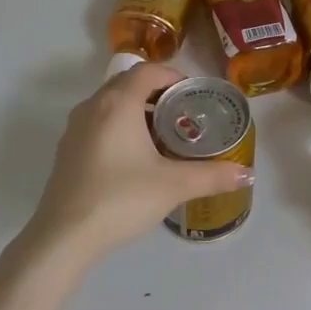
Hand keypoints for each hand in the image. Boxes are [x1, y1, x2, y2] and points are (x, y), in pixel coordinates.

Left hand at [28, 63, 254, 261]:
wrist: (64, 238)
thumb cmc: (121, 199)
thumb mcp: (173, 185)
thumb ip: (212, 176)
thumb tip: (246, 173)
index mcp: (117, 103)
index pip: (148, 71)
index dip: (173, 76)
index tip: (194, 94)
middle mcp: (93, 106)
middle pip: (128, 83)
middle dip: (158, 93)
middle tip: (184, 114)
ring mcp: (75, 128)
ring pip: (111, 104)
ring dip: (137, 110)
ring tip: (163, 136)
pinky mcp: (67, 151)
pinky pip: (98, 123)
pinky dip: (119, 127)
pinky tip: (135, 159)